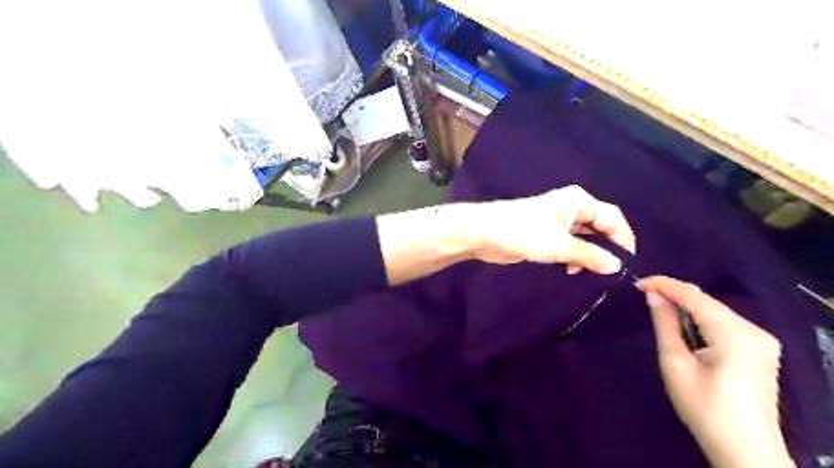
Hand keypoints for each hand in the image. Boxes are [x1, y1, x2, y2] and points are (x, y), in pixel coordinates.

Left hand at [466, 185, 636, 273]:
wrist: (484, 233)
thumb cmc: (523, 233)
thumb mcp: (560, 245)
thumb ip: (590, 255)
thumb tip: (617, 265)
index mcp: (578, 201)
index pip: (612, 218)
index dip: (623, 239)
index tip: (629, 263)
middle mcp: (571, 208)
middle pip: (599, 227)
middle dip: (606, 248)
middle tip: (611, 273)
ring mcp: (556, 220)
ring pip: (583, 238)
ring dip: (588, 255)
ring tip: (590, 274)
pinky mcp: (545, 233)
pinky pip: (568, 244)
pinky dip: (574, 256)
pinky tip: (572, 270)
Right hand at [640, 276, 793, 467]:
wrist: (744, 451)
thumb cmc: (704, 408)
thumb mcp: (676, 364)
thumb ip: (665, 324)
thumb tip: (653, 295)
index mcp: (735, 334)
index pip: (695, 296)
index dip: (665, 285)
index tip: (638, 283)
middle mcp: (754, 331)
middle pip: (707, 302)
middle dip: (675, 295)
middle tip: (645, 295)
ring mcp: (762, 341)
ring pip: (715, 312)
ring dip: (687, 308)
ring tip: (659, 309)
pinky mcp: (760, 351)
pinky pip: (724, 324)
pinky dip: (701, 320)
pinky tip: (684, 326)